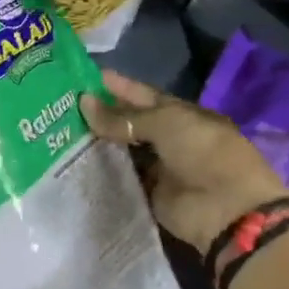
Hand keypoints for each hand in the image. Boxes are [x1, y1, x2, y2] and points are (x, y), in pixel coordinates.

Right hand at [81, 70, 288, 252]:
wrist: (227, 208)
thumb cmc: (204, 152)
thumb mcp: (165, 123)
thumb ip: (123, 117)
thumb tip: (84, 103)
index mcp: (181, 114)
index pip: (143, 96)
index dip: (117, 87)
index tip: (83, 79)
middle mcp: (170, 138)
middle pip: (131, 123)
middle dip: (102, 115)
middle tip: (62, 107)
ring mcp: (160, 166)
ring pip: (123, 150)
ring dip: (98, 143)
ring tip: (61, 132)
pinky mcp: (150, 193)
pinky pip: (122, 177)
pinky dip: (103, 170)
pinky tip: (73, 162)